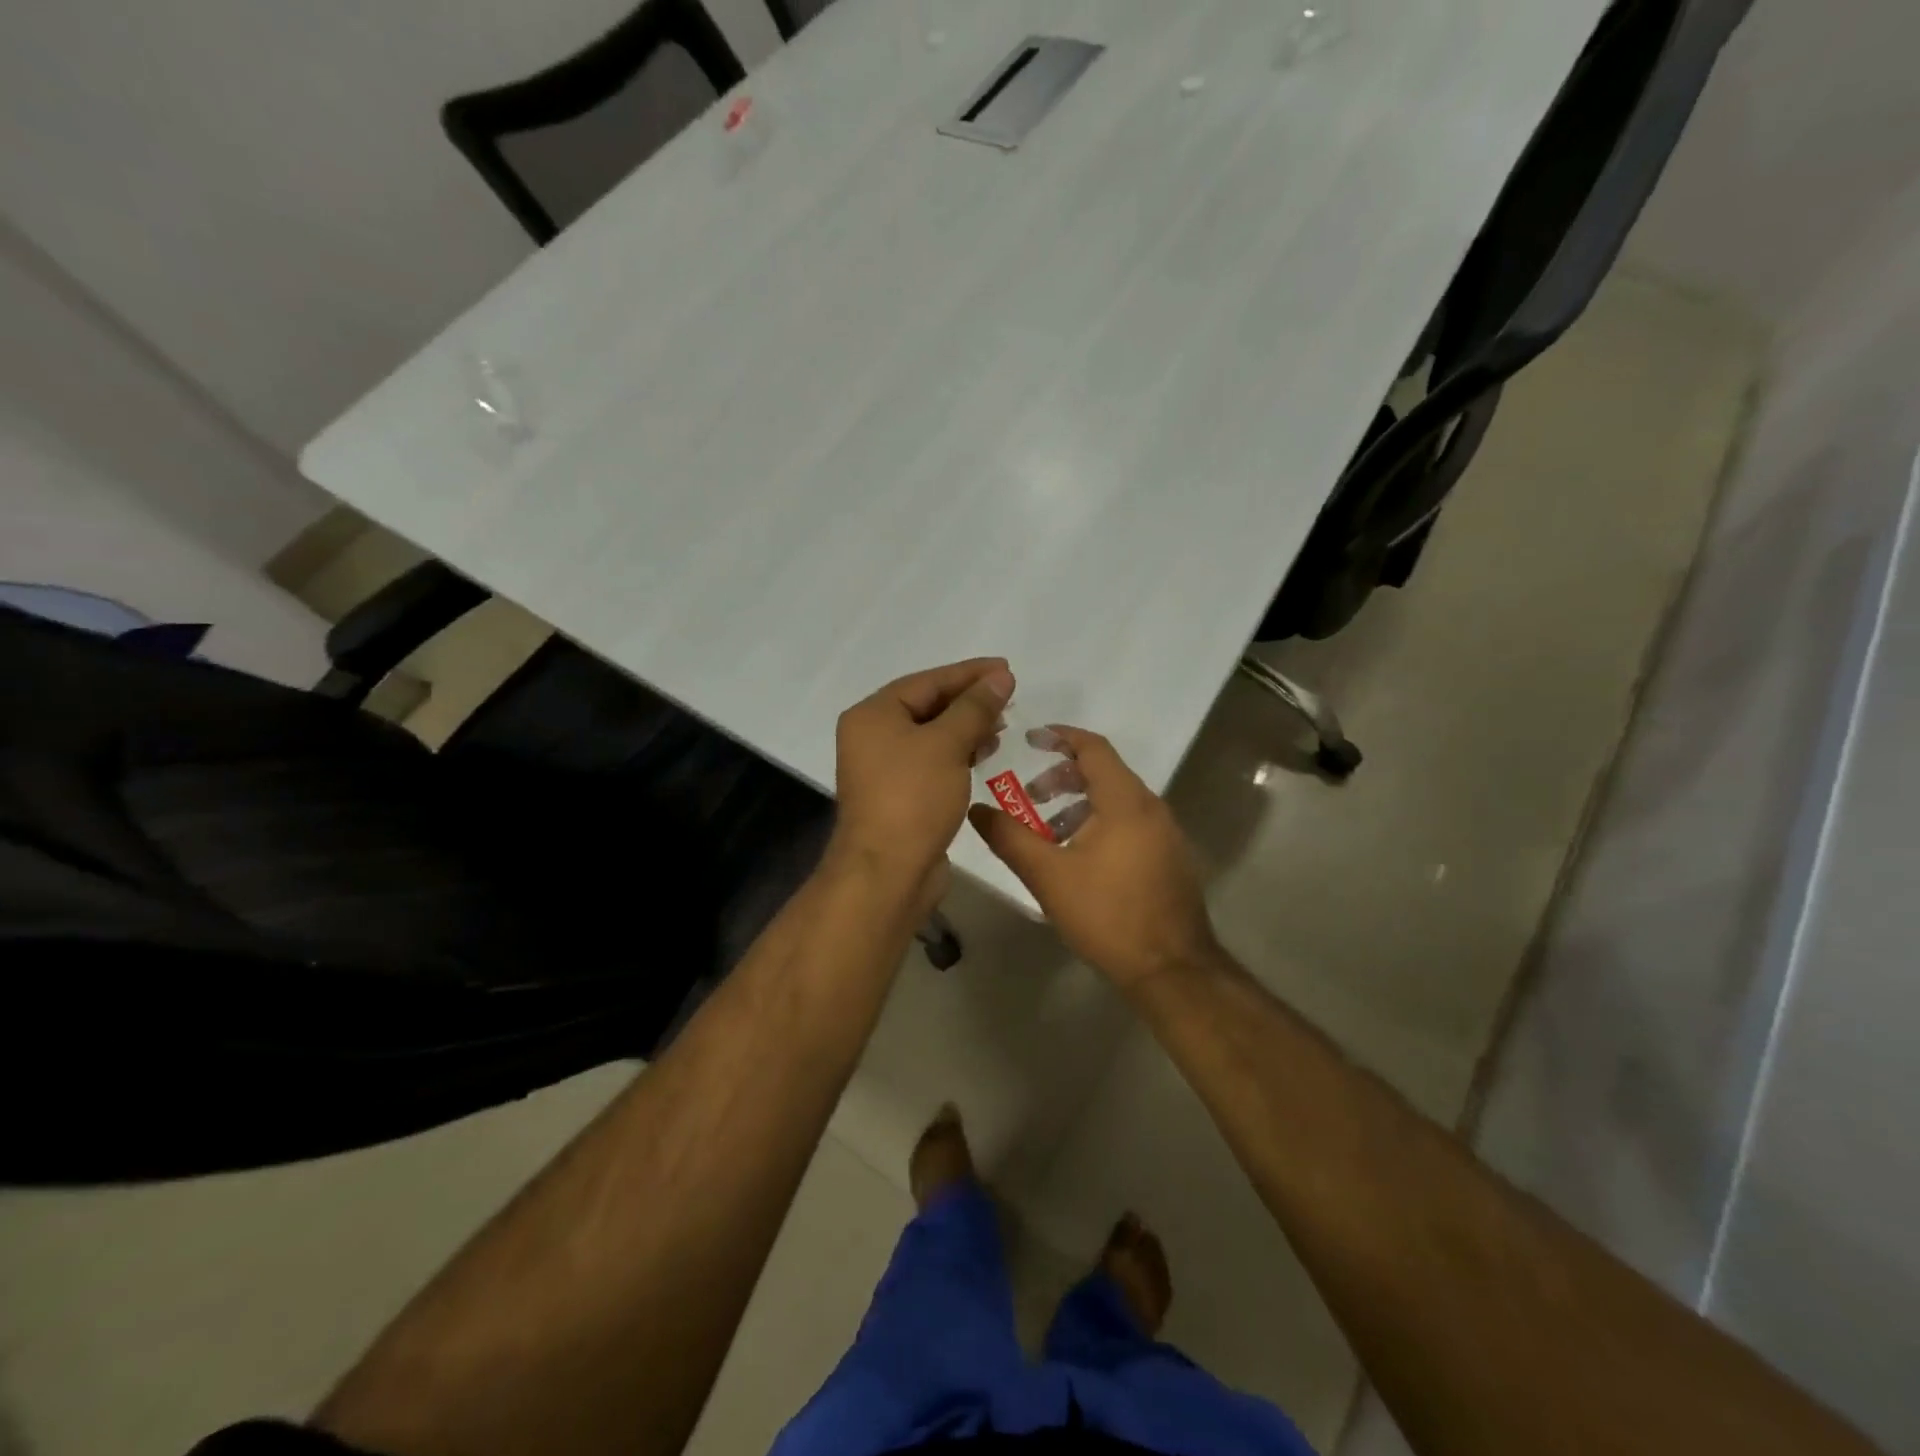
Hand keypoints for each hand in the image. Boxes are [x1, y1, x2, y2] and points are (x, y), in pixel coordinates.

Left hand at [831, 658, 1014, 900]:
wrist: (887, 871)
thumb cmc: (913, 797)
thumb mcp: (947, 744)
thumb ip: (975, 707)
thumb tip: (1000, 677)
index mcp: (873, 715)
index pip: (927, 681)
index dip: (969, 673)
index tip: (1006, 668)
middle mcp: (872, 736)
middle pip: (927, 706)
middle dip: (969, 700)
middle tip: (1009, 695)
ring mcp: (883, 768)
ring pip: (931, 735)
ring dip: (966, 727)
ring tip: (1003, 723)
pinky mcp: (899, 794)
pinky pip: (931, 761)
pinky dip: (957, 753)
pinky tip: (984, 752)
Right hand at [967, 727, 1220, 990]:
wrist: (1171, 969)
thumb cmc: (1107, 914)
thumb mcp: (1048, 875)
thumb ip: (1009, 838)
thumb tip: (976, 810)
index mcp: (1125, 801)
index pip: (1093, 747)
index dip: (1061, 736)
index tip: (1031, 738)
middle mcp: (1151, 807)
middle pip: (1105, 772)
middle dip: (1064, 776)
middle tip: (1031, 794)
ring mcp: (1166, 833)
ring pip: (1117, 800)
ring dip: (1080, 803)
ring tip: (1047, 831)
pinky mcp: (1170, 857)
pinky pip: (1130, 822)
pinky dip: (1100, 822)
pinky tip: (1078, 857)